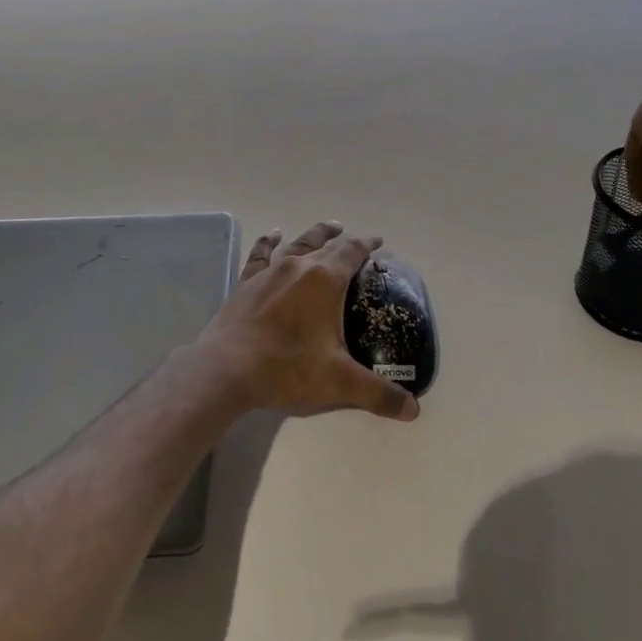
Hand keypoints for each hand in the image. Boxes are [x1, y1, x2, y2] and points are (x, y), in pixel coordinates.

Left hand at [193, 223, 420, 421]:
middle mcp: (299, 266)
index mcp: (325, 280)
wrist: (228, 367)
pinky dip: (269, 242)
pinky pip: (261, 254)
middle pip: (326, 244)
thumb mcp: (339, 382)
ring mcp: (270, 272)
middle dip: (343, 240)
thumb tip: (413, 411)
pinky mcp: (247, 282)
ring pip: (297, 243)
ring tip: (326, 229)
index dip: (367, 245)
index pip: (352, 252)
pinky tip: (273, 235)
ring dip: (314, 235)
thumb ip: (378, 393)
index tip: (378, 242)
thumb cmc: (287, 367)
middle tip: (354, 238)